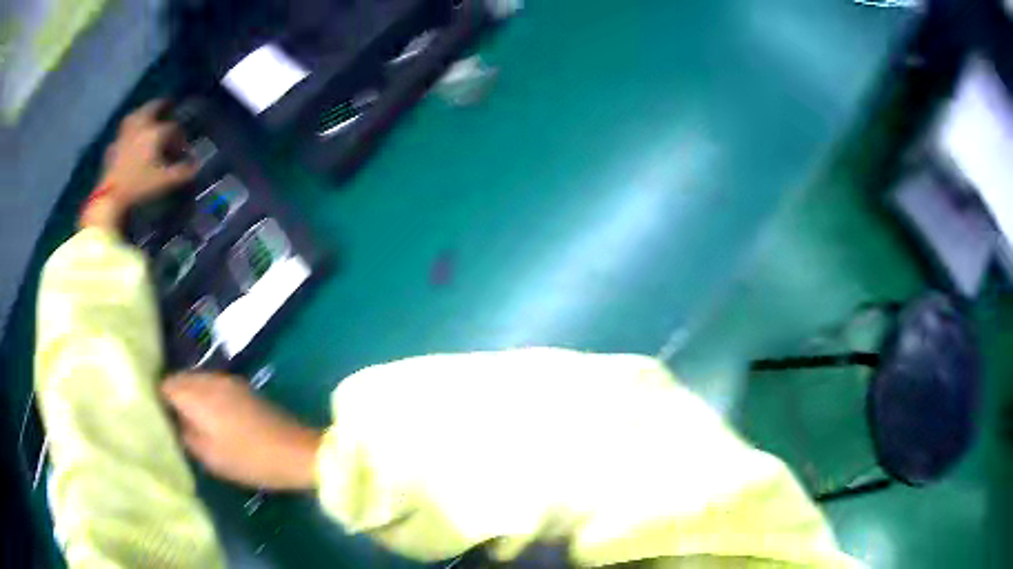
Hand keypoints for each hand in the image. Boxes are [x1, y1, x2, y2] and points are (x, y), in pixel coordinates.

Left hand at [81, 100, 196, 230]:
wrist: (109, 199)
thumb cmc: (139, 188)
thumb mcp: (165, 182)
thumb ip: (182, 172)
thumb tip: (196, 165)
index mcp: (155, 132)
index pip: (173, 128)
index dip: (180, 138)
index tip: (183, 150)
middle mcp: (141, 127)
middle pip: (153, 107)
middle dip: (162, 106)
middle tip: (168, 105)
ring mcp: (124, 135)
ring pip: (135, 115)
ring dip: (143, 113)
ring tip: (147, 117)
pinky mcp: (112, 147)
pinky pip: (122, 135)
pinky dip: (127, 134)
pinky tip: (128, 140)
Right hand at [161, 372, 322, 490]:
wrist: (296, 451)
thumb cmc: (249, 459)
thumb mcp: (210, 456)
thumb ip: (185, 434)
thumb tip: (173, 420)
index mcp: (198, 394)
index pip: (166, 384)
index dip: (158, 398)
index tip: (157, 415)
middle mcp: (210, 379)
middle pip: (181, 378)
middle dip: (173, 395)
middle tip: (171, 419)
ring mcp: (229, 380)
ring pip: (197, 380)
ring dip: (190, 395)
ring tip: (189, 420)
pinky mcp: (243, 387)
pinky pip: (213, 385)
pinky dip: (205, 396)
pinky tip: (210, 417)